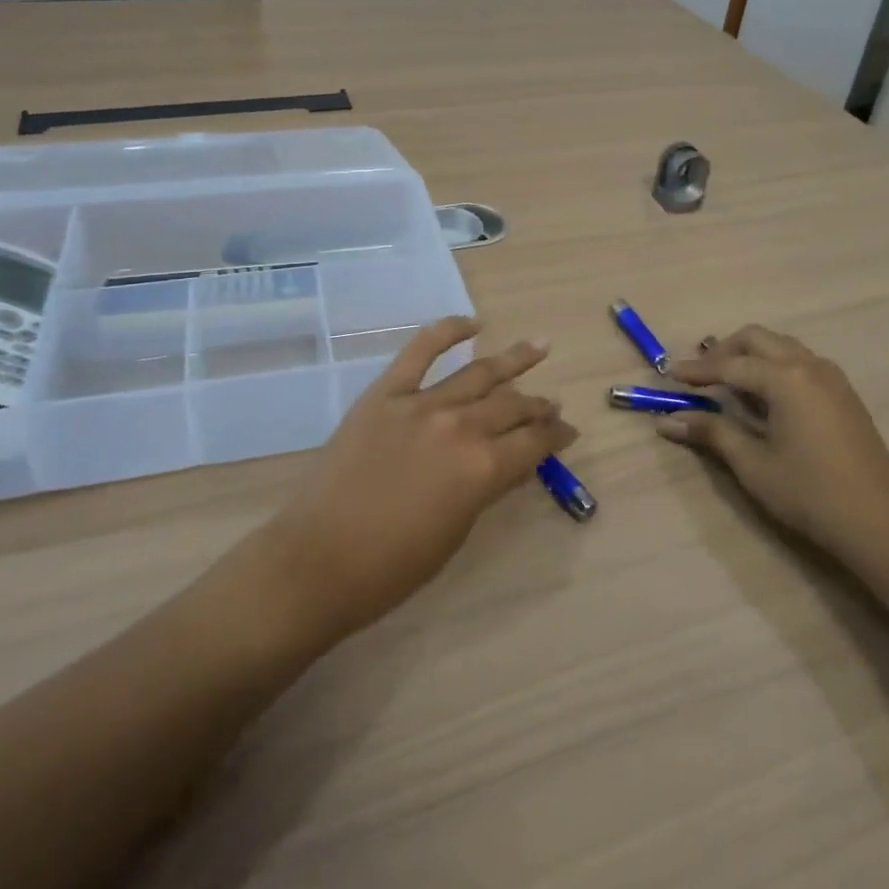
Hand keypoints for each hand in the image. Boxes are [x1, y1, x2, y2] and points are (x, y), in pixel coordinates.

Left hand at [268, 317, 578, 640]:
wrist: (319, 559)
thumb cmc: (394, 565)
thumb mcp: (457, 531)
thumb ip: (486, 488)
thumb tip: (507, 462)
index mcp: (483, 469)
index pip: (534, 443)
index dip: (556, 436)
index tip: (568, 431)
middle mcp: (460, 427)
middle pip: (512, 406)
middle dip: (538, 405)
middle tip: (553, 402)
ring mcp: (421, 404)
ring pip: (479, 373)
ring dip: (513, 360)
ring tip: (539, 346)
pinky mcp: (385, 394)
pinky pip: (419, 351)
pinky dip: (447, 331)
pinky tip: (471, 322)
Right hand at [660, 326, 888, 567]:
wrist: (884, 524)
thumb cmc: (811, 494)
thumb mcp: (753, 465)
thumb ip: (712, 433)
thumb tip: (667, 421)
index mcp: (785, 378)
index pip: (730, 365)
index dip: (697, 370)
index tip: (669, 375)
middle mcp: (809, 365)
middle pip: (758, 339)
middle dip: (725, 351)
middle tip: (700, 375)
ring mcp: (832, 378)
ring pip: (782, 347)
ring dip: (751, 356)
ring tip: (728, 384)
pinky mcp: (844, 394)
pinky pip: (800, 362)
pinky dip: (774, 366)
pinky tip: (764, 398)